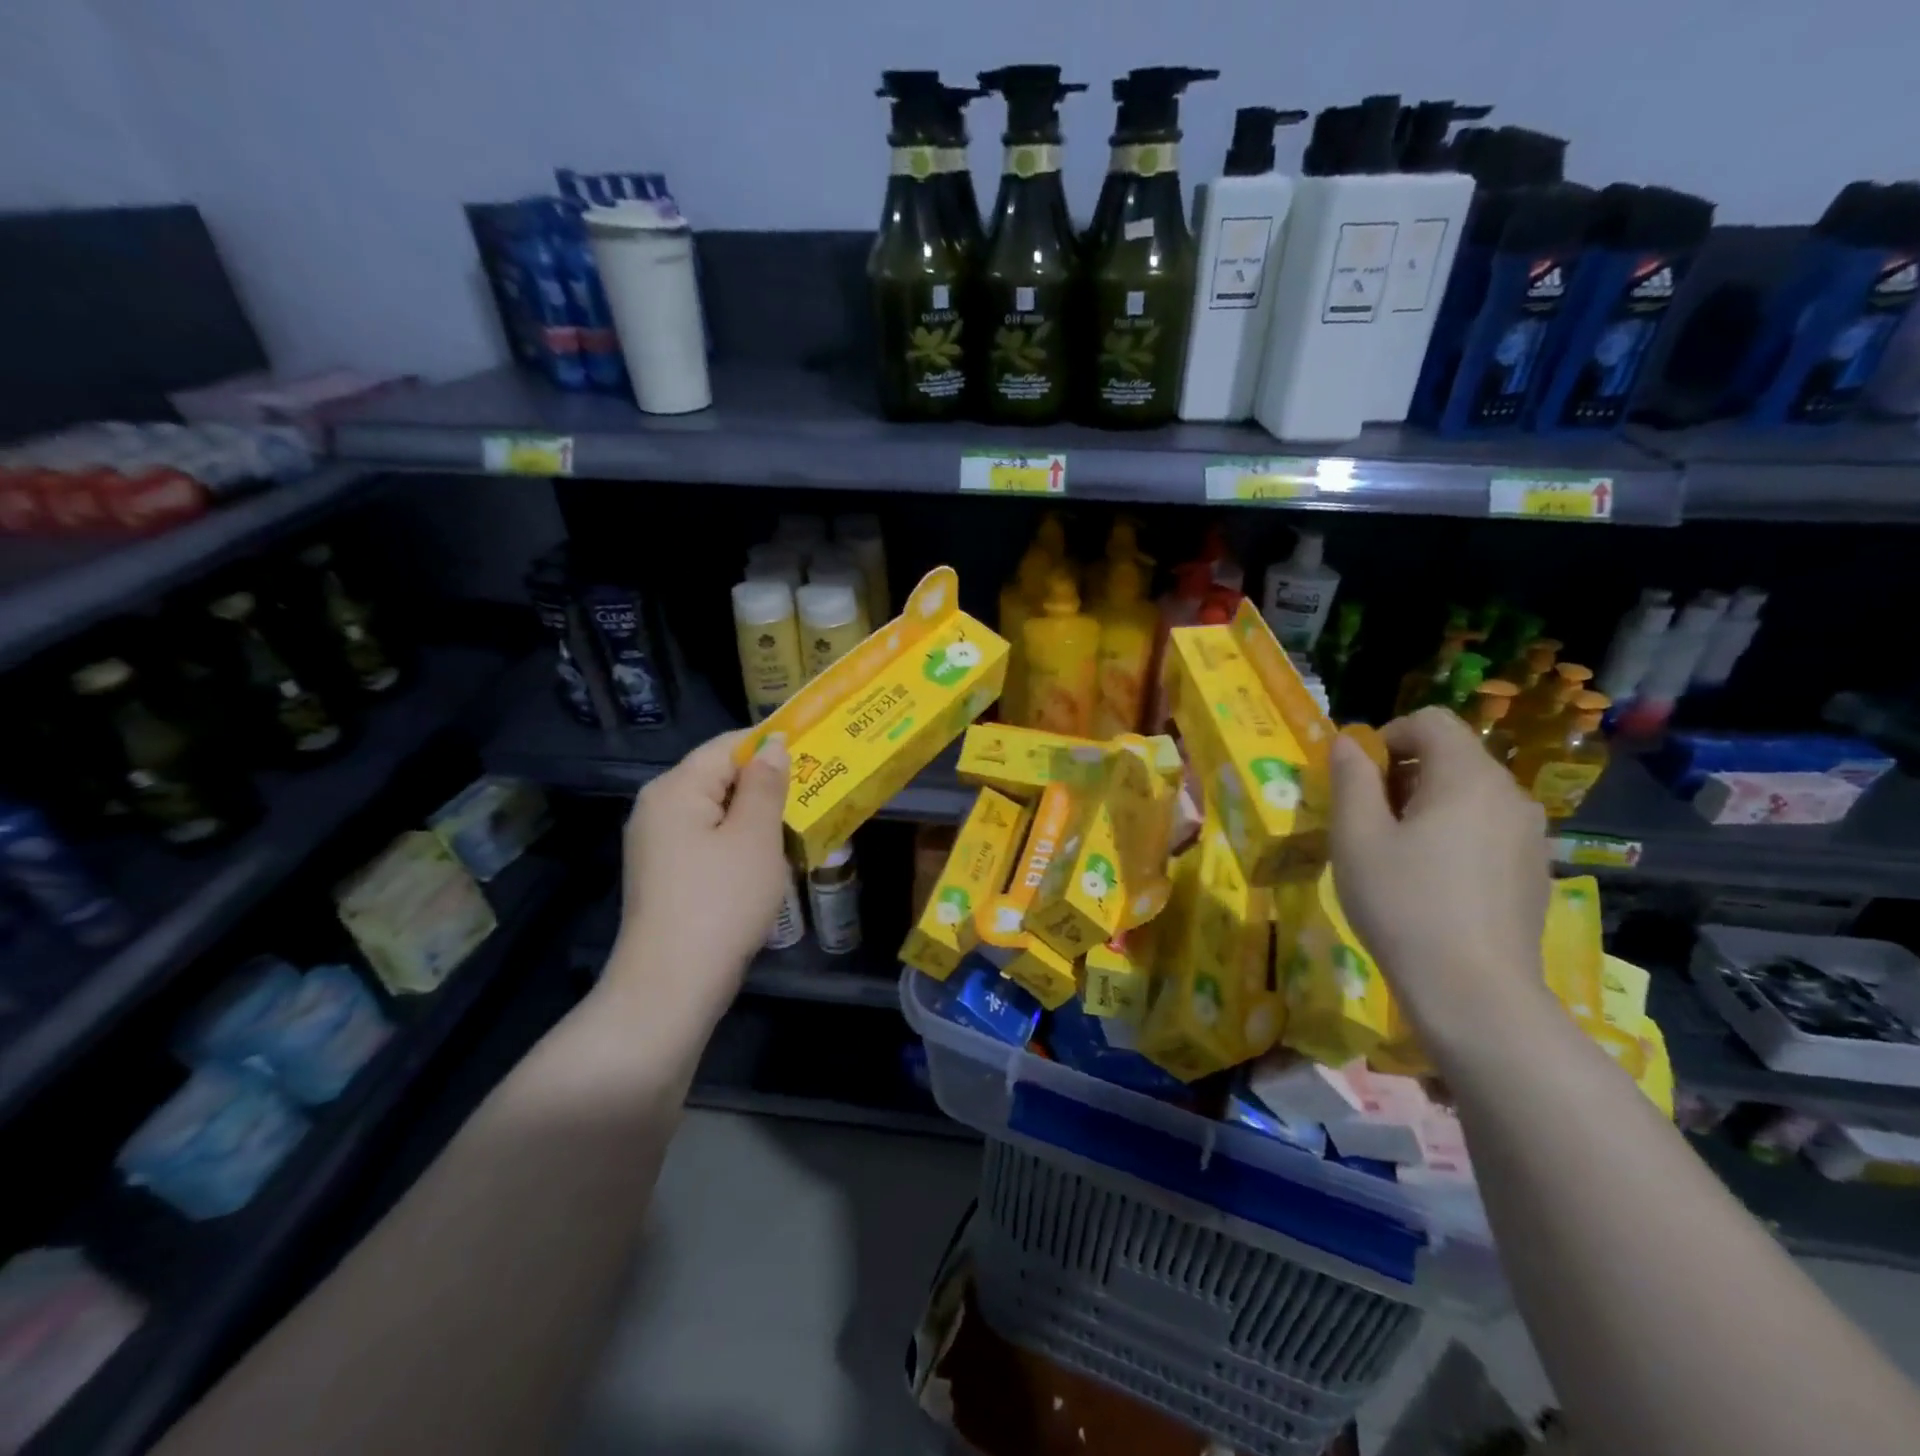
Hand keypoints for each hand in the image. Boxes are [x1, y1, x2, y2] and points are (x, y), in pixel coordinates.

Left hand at [611, 729, 791, 1015]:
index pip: (727, 746)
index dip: (770, 744)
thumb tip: (772, 744)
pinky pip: (708, 841)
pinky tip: (768, 859)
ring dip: (756, 816)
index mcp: (675, 789)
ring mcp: (657, 845)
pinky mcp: (665, 875)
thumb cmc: (721, 902)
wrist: (671, 986)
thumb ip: (765, 785)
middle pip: (719, 777)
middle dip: (766, 783)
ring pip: (717, 812)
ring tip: (800, 823)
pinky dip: (739, 842)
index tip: (815, 750)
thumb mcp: (755, 837)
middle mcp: (657, 808)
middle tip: (816, 791)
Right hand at [1328, 707, 1554, 1053]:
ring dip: (1426, 804)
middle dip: (1403, 773)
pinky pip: (1486, 827)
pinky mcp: (1533, 870)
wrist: (1474, 992)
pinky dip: (1453, 832)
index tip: (1358, 780)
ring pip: (1469, 793)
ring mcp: (1529, 835)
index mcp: (1468, 777)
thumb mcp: (1356, 836)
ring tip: (1396, 852)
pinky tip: (1431, 880)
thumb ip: (1351, 778)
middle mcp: (1509, 794)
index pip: (1430, 721)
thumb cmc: (1403, 904)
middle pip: (1452, 755)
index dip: (1386, 737)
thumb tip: (1348, 742)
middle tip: (1367, 819)